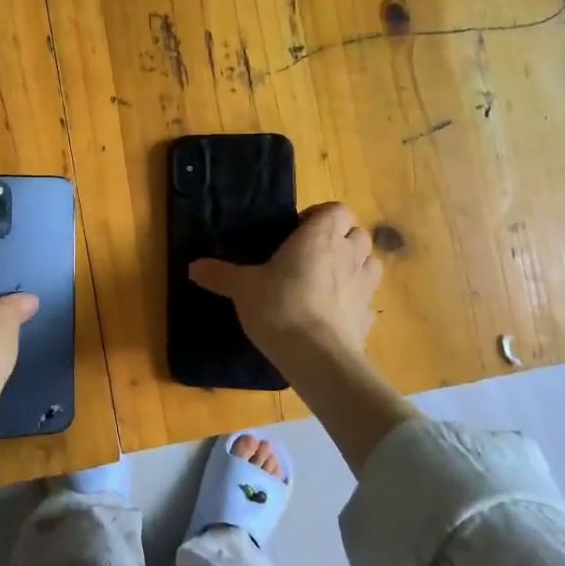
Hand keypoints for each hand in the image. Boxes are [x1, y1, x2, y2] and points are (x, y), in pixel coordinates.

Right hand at [188, 202, 380, 368]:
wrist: (316, 356)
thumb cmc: (279, 306)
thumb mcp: (242, 288)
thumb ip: (220, 274)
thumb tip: (193, 267)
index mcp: (319, 236)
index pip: (337, 209)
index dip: (322, 216)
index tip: (299, 231)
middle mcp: (348, 255)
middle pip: (359, 234)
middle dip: (342, 240)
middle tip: (313, 255)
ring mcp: (364, 287)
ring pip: (371, 264)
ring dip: (356, 267)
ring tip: (330, 280)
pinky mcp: (368, 318)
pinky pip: (367, 301)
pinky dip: (356, 302)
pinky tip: (336, 314)